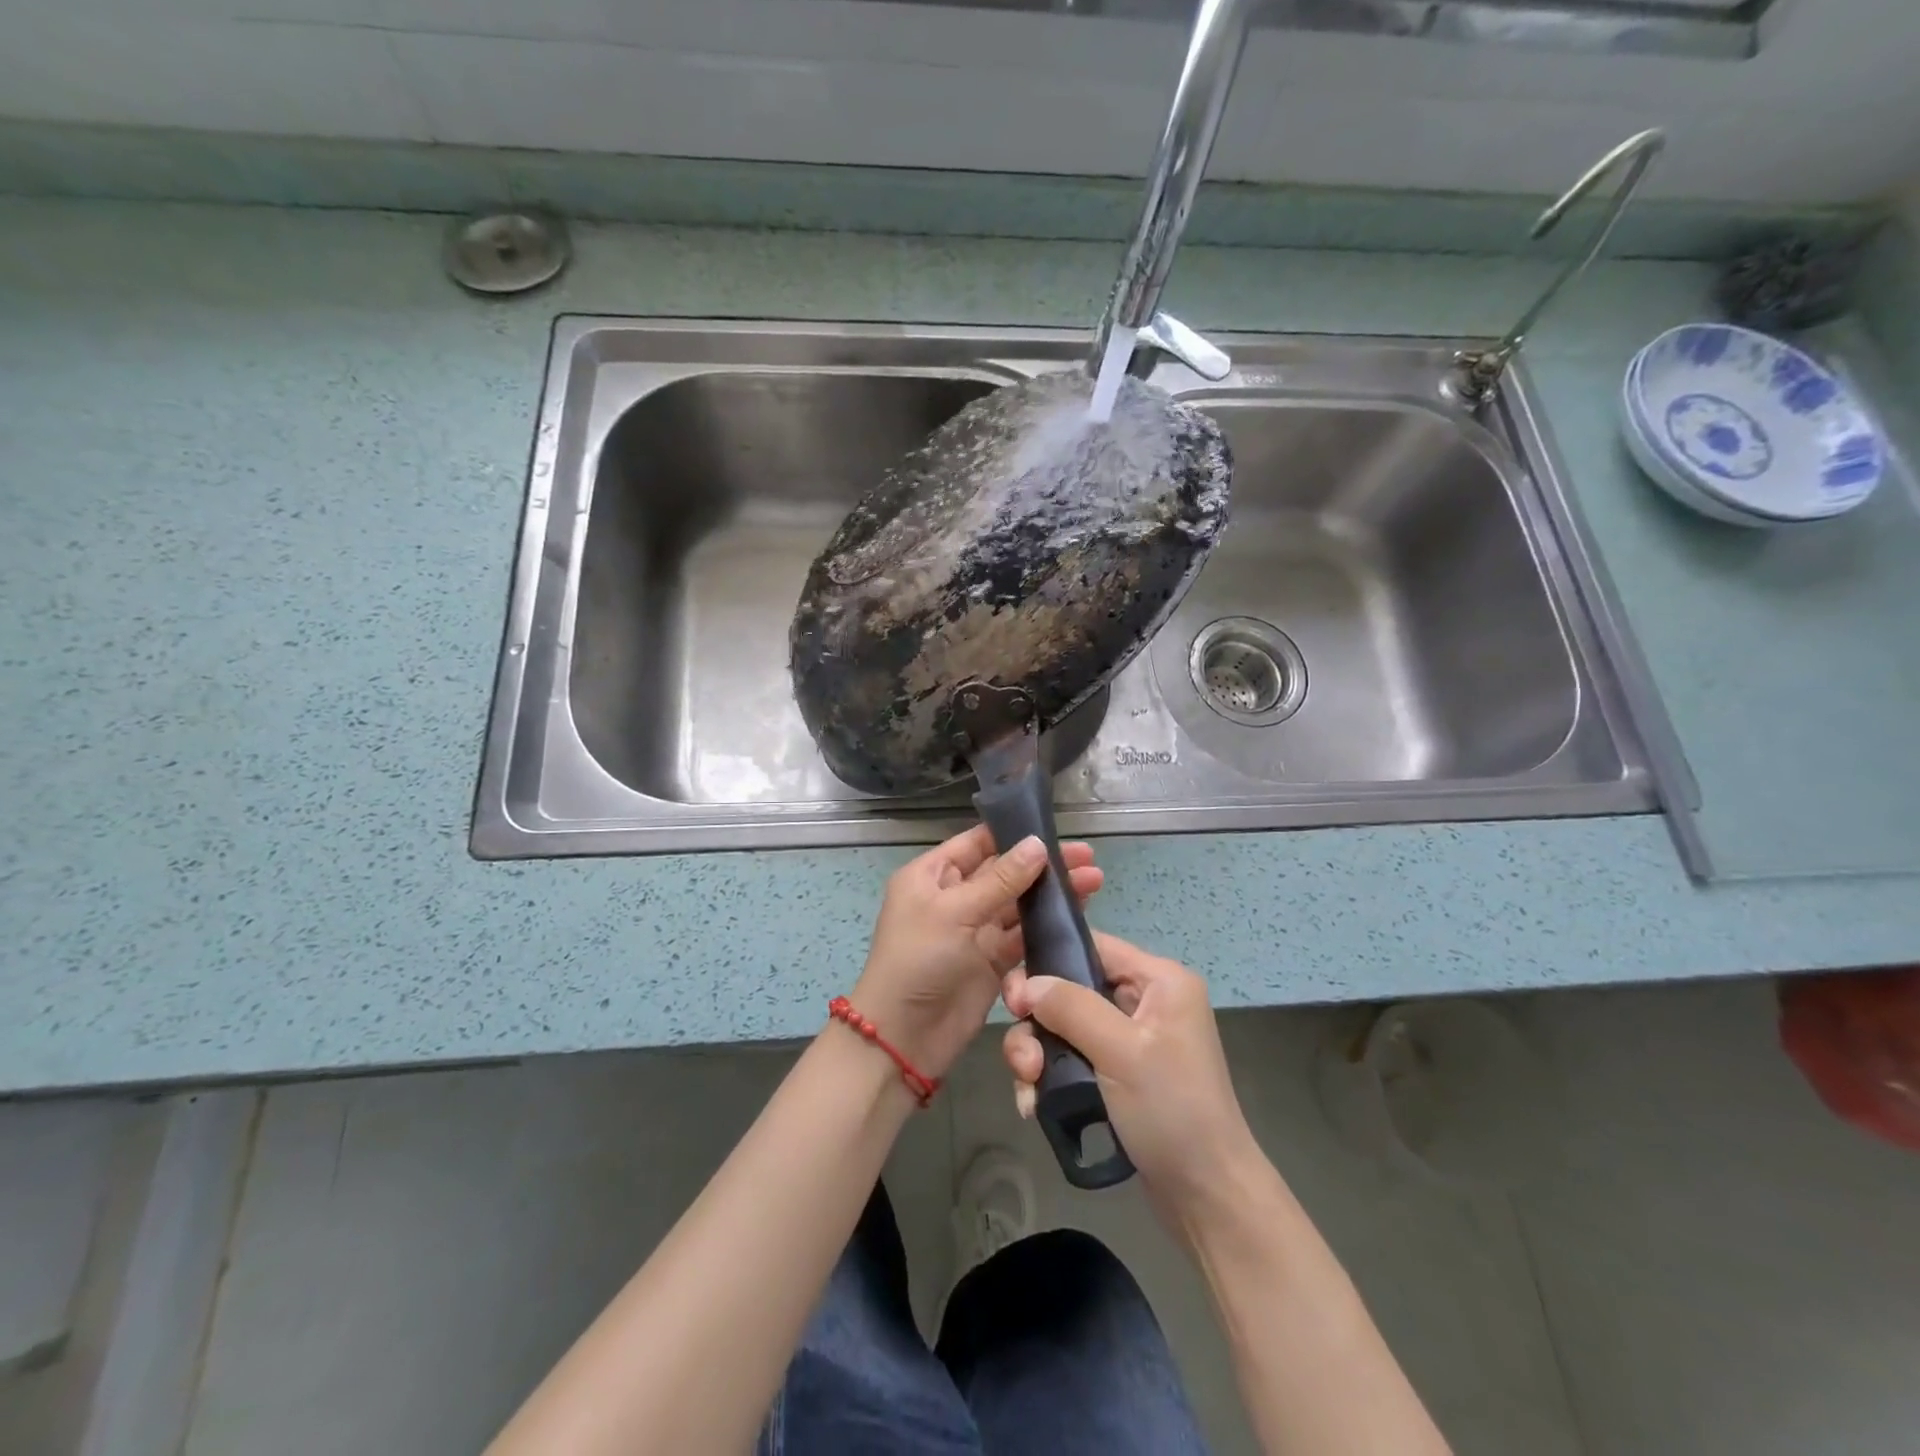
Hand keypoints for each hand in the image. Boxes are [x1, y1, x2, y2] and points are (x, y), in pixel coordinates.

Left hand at [852, 826, 1101, 1081]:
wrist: (904, 1038)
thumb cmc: (919, 961)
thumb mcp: (955, 912)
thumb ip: (1000, 880)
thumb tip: (1038, 844)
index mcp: (932, 875)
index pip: (977, 843)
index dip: (1014, 835)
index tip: (1054, 830)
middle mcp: (954, 897)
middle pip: (1004, 871)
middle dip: (1043, 865)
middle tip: (1087, 857)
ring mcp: (975, 930)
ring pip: (1019, 903)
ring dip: (1052, 894)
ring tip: (1094, 880)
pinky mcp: (993, 960)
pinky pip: (1023, 935)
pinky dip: (1048, 925)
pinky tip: (1078, 914)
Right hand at [1001, 931, 1262, 1227]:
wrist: (1207, 1198)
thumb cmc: (1172, 1111)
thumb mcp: (1121, 1051)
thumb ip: (1071, 1007)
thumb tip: (1026, 984)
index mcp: (1159, 980)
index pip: (1092, 946)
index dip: (1048, 963)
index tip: (1016, 1000)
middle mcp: (1145, 1001)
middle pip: (1070, 989)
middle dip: (1038, 1023)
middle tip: (1023, 1058)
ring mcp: (1130, 1040)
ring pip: (1064, 1027)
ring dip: (1038, 1054)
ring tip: (1029, 1088)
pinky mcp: (1117, 1074)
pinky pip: (1071, 1058)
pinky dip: (1050, 1077)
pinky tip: (1035, 1106)